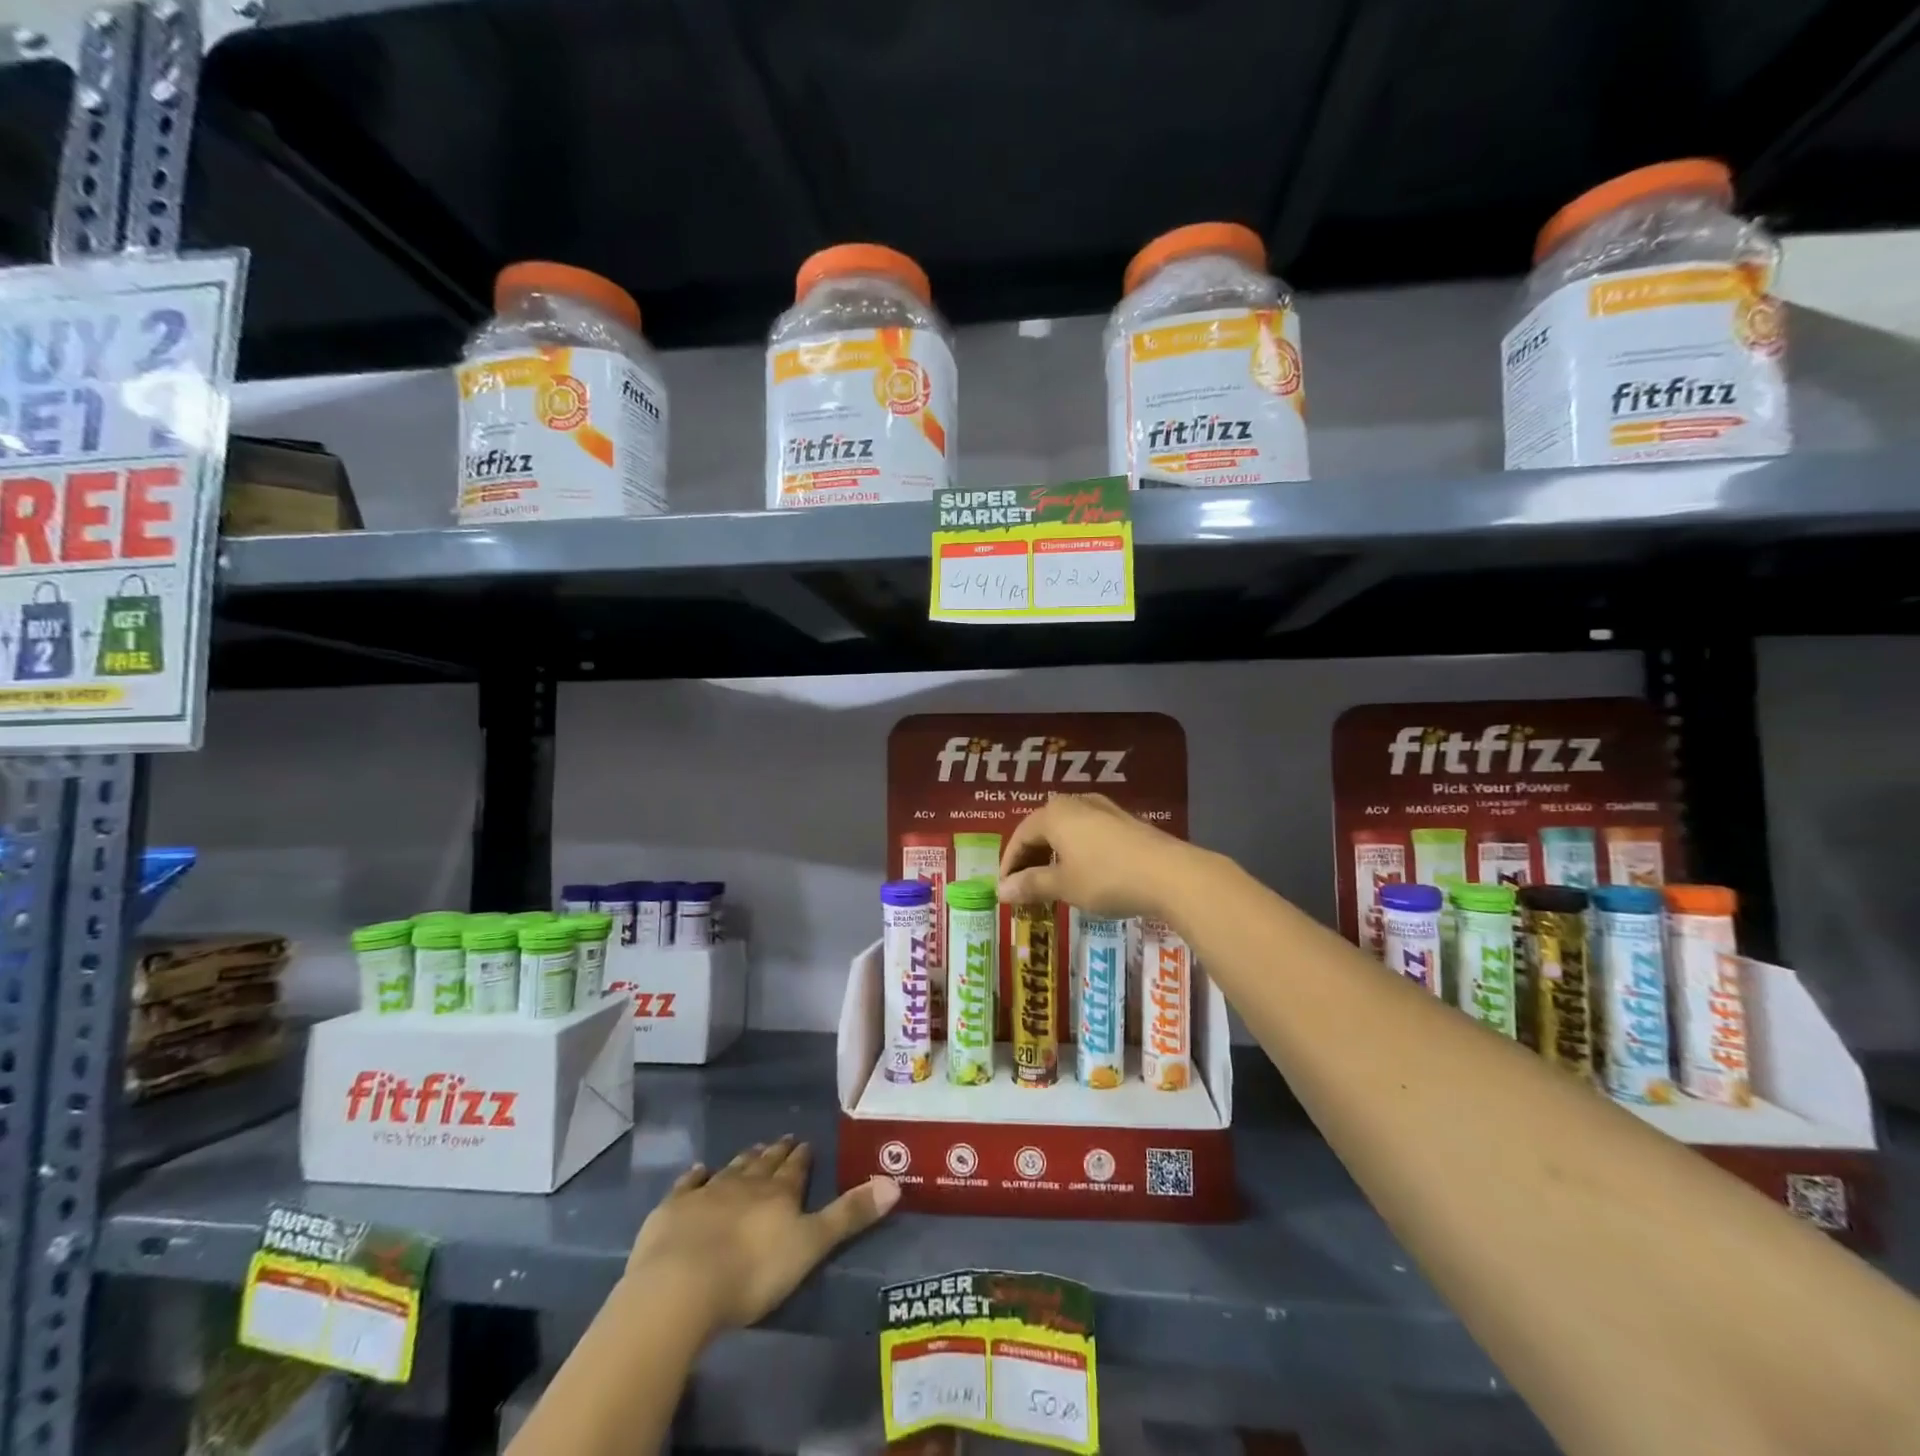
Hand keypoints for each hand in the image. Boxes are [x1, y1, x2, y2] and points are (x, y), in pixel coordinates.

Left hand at [626, 1136, 899, 1339]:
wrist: (680, 1285)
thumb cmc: (752, 1272)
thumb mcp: (810, 1246)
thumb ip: (850, 1215)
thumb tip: (895, 1183)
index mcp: (779, 1193)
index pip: (795, 1169)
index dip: (802, 1157)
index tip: (806, 1142)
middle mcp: (745, 1184)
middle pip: (764, 1164)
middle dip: (776, 1153)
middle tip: (783, 1139)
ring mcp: (706, 1193)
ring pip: (731, 1169)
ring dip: (744, 1160)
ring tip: (753, 1149)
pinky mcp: (673, 1210)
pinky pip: (688, 1185)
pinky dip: (695, 1176)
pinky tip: (699, 1169)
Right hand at [997, 793, 1200, 919]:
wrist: (1170, 874)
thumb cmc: (1107, 878)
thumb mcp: (1064, 885)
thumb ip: (1030, 885)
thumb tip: (1001, 891)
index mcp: (1054, 814)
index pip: (1020, 836)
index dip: (1009, 864)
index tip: (1006, 890)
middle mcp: (1076, 802)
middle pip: (1042, 829)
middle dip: (1030, 859)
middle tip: (1025, 888)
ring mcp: (1103, 809)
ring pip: (1066, 830)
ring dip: (1053, 856)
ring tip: (1052, 882)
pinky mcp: (1125, 821)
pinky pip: (1088, 833)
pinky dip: (1076, 852)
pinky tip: (1083, 873)